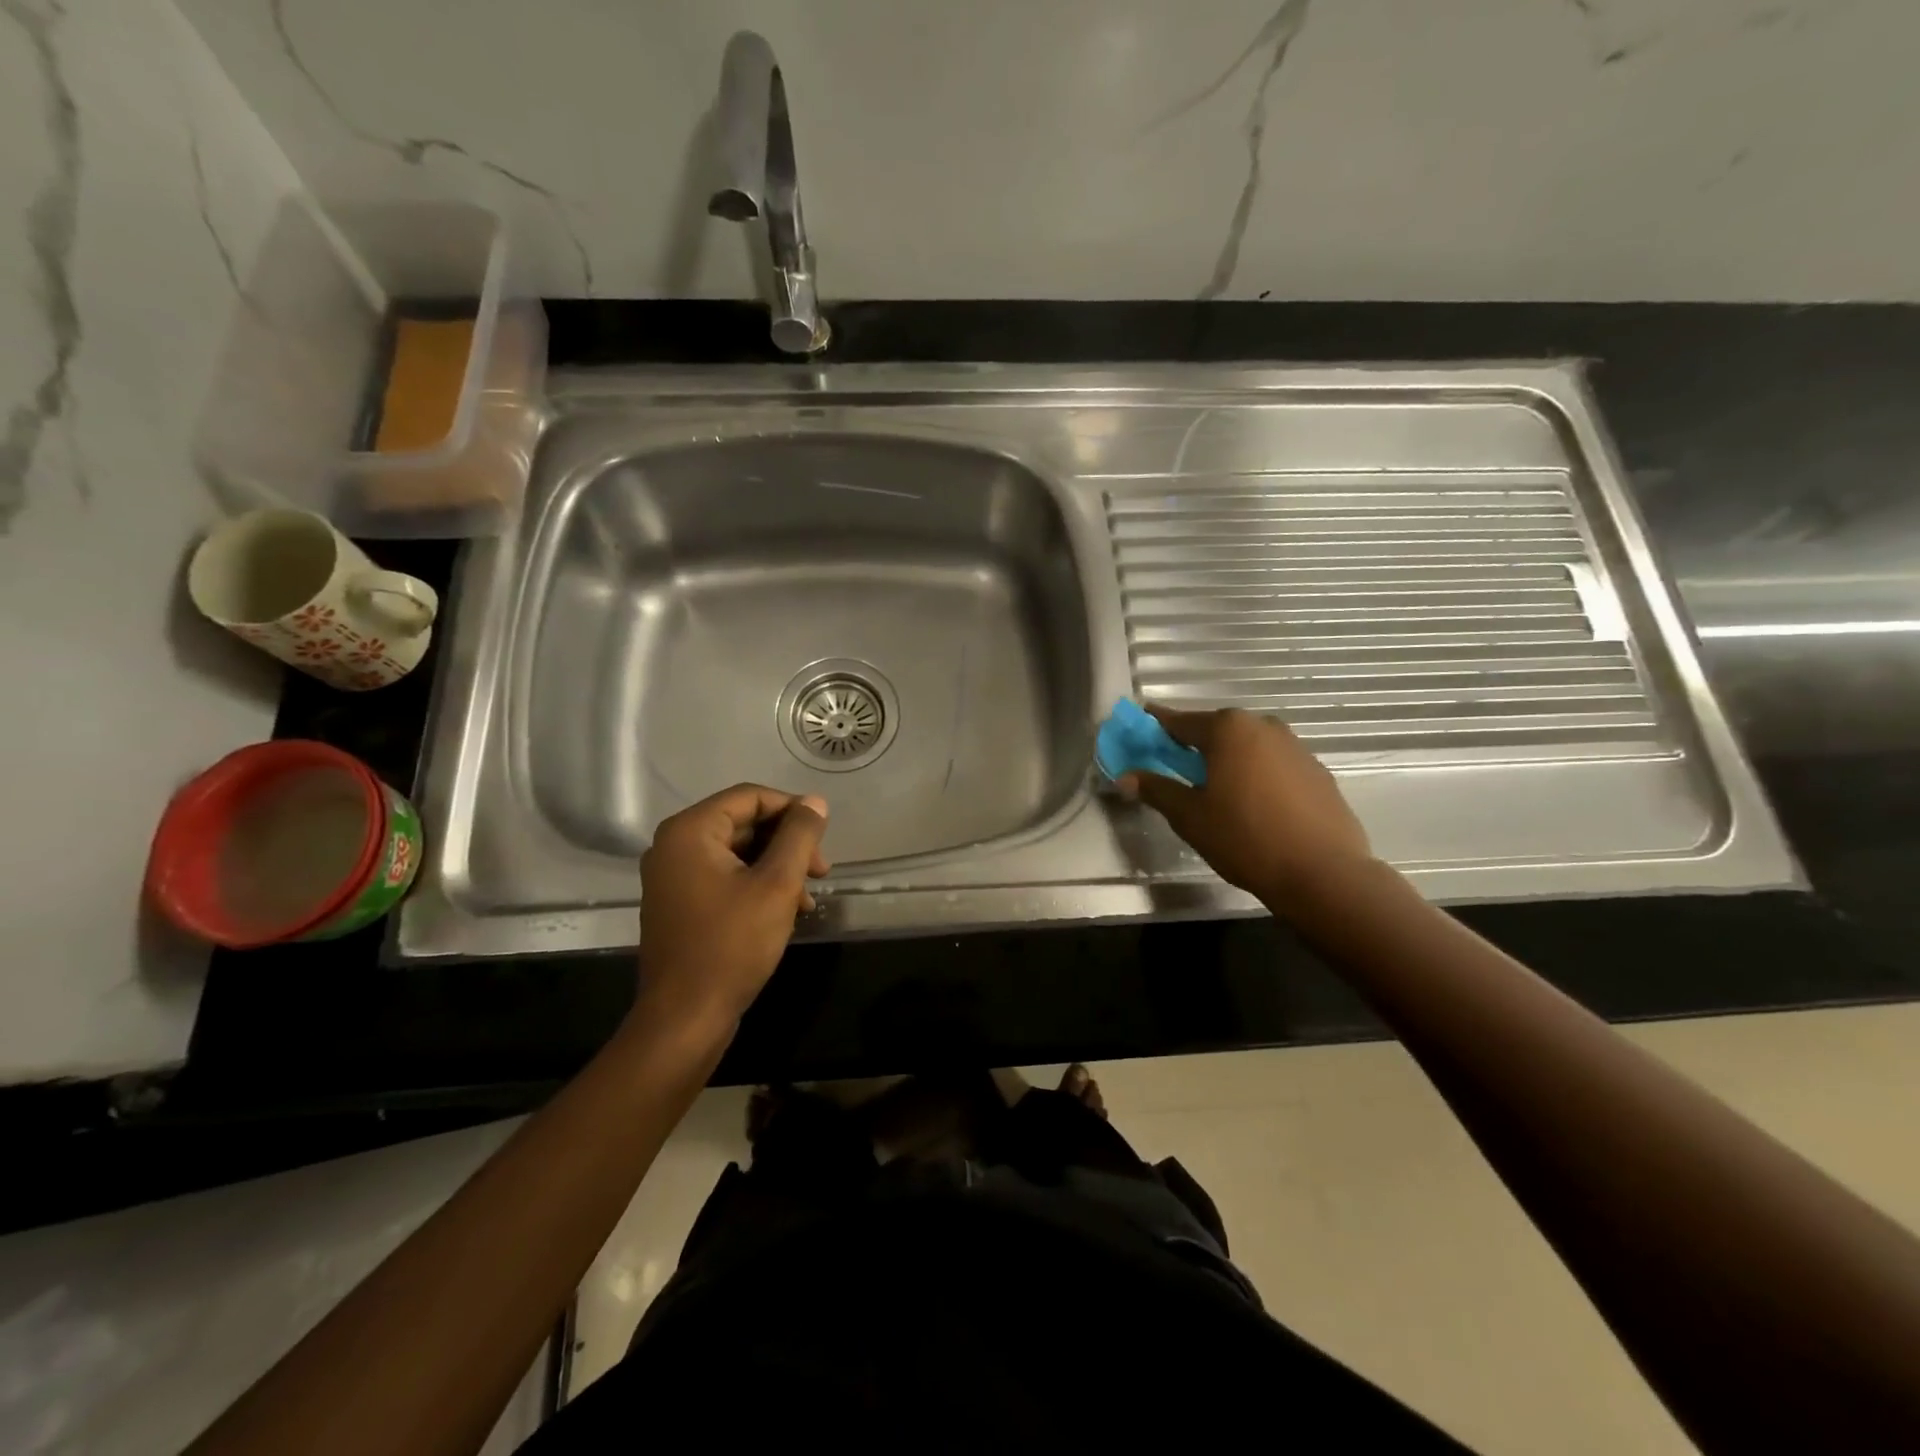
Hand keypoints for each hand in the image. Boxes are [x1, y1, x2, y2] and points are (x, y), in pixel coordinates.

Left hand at [635, 784, 829, 1037]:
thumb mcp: (777, 884)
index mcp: (690, 831)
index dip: (792, 810)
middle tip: (821, 871)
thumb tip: (815, 802)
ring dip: (777, 868)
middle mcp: (674, 846)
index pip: (750, 797)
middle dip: (787, 844)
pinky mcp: (680, 904)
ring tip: (806, 899)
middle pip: (743, 824)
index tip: (823, 836)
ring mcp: (673, 877)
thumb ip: (799, 836)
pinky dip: (757, 885)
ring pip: (738, 853)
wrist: (685, 1018)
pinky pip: (725, 877)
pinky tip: (785, 911)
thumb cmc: (732, 944)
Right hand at [1120, 706, 1373, 909]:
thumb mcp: (1189, 816)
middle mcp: (1262, 726)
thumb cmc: (1244, 838)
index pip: (1179, 721)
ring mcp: (1295, 747)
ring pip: (1247, 747)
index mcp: (1228, 729)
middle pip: (1216, 730)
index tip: (1139, 730)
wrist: (1323, 873)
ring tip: (1215, 793)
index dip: (1155, 727)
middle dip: (1193, 746)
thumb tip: (1125, 776)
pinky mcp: (1317, 771)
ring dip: (1227, 761)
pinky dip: (1255, 775)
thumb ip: (1156, 790)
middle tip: (1175, 771)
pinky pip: (1273, 764)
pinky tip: (1252, 806)